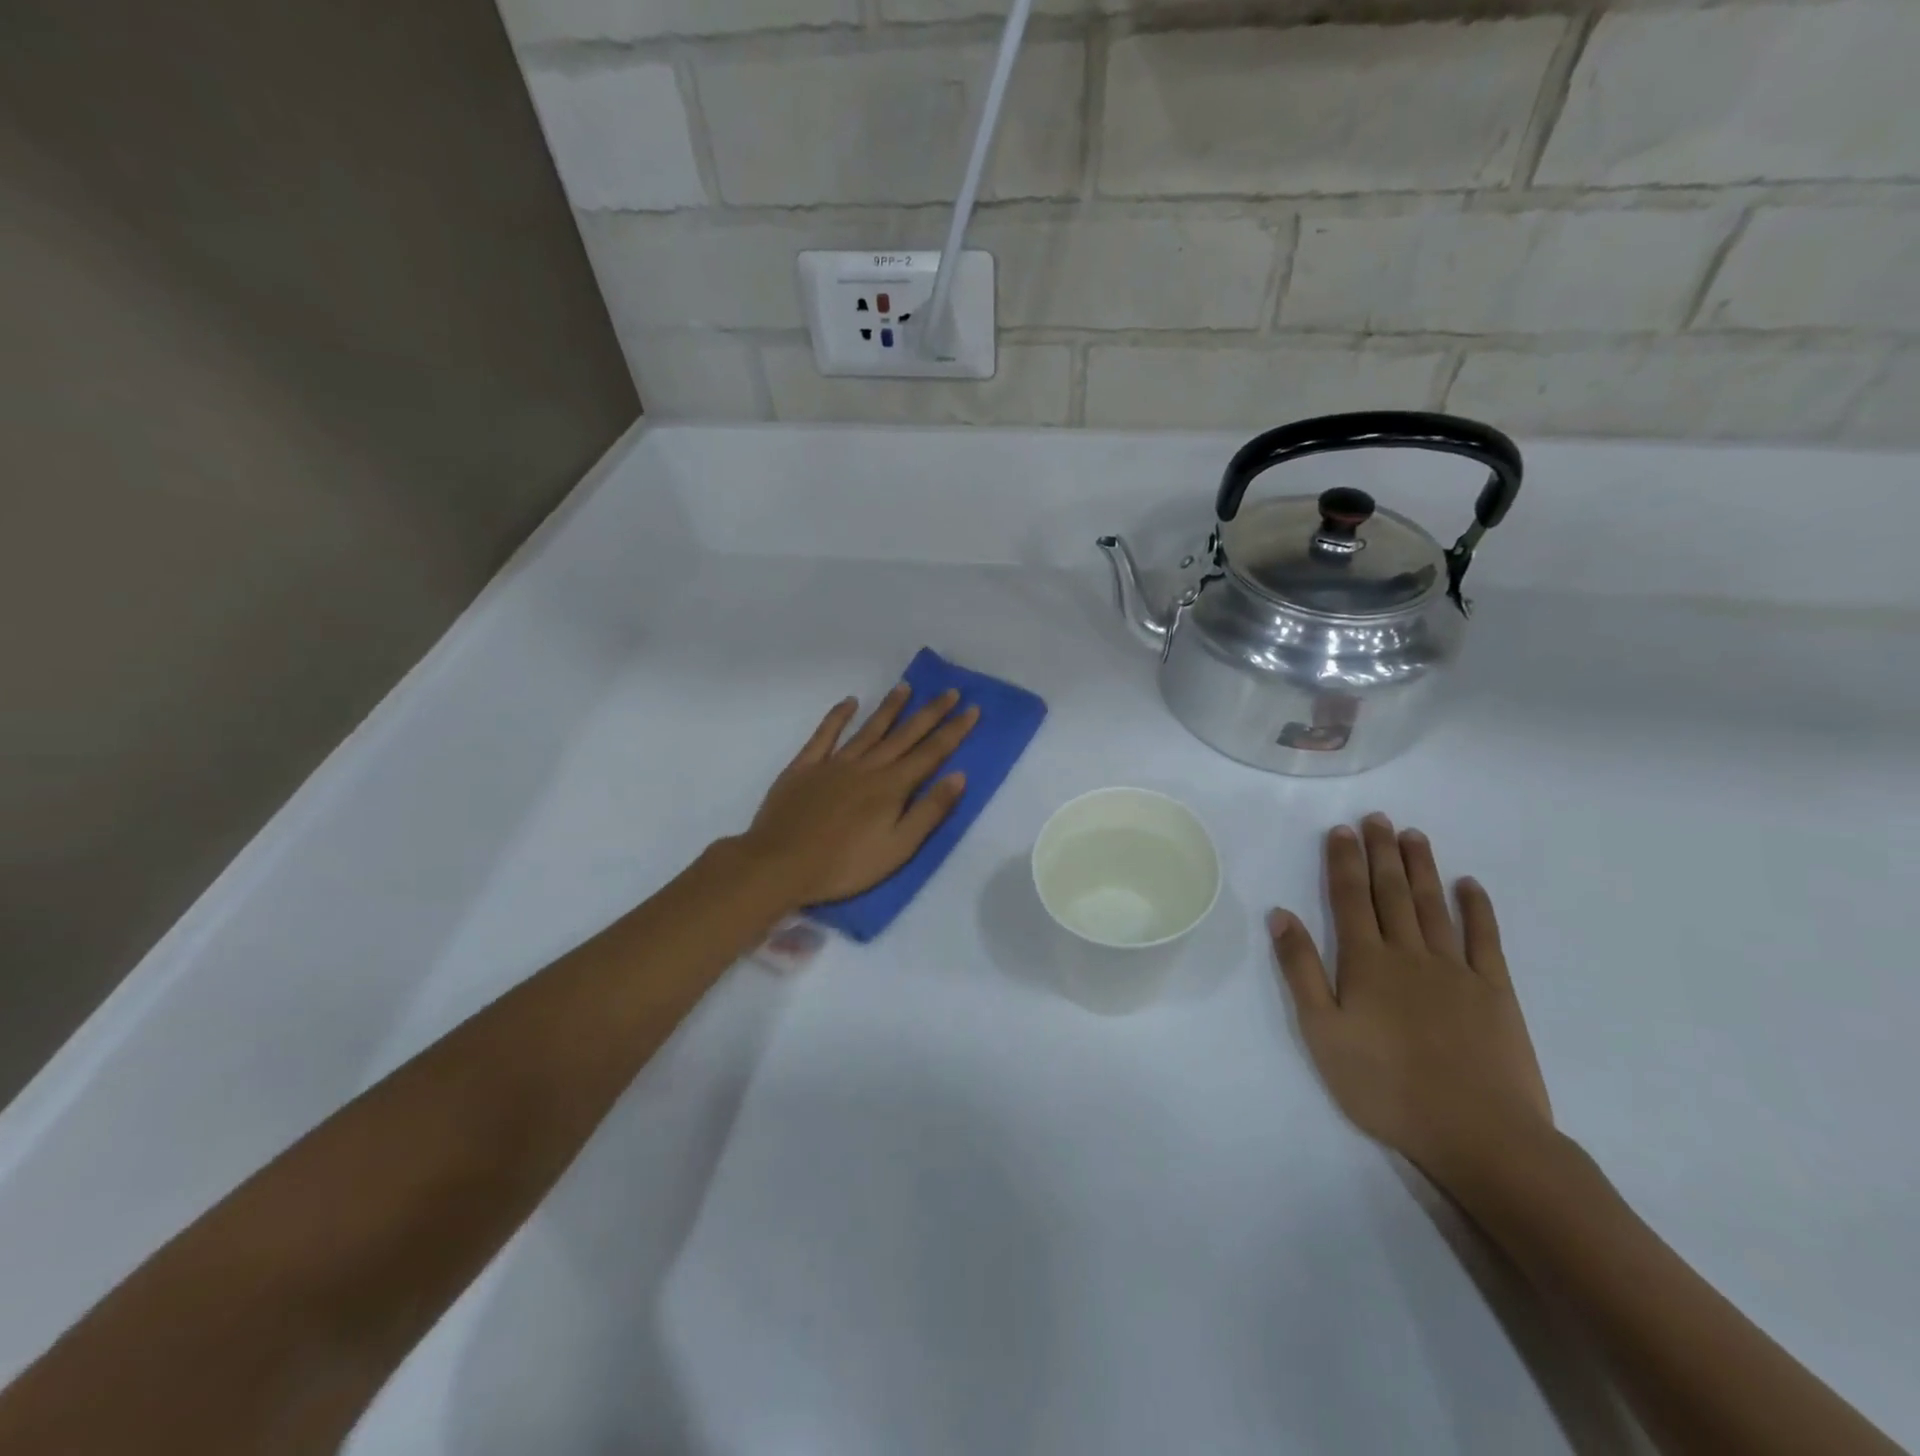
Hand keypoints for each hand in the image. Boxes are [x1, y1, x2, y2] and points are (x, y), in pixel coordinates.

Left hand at [738, 685, 978, 908]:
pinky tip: (849, 702)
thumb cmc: (845, 865)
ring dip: (890, 707)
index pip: (931, 753)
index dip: (954, 731)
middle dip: (930, 712)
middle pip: (905, 734)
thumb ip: (929, 811)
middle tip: (950, 690)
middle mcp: (867, 767)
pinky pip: (825, 734)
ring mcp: (834, 763)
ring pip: (869, 729)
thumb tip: (958, 776)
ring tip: (906, 686)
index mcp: (892, 787)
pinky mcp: (805, 767)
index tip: (972, 708)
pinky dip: (837, 716)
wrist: (780, 864)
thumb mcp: (898, 848)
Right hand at [1268, 814, 1552, 1186]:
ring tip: (1413, 835)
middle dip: (1381, 852)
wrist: (1478, 1134)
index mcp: (1365, 962)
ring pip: (1433, 905)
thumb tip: (1280, 915)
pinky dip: (1477, 908)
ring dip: (1421, 867)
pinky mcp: (1494, 991)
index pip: (1349, 898)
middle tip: (1377, 818)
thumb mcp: (1322, 1032)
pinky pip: (1485, 938)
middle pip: (1391, 892)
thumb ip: (1300, 970)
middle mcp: (1409, 953)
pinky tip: (1469, 885)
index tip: (1341, 830)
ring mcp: (1456, 969)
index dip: (1343, 862)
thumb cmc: (1385, 1086)